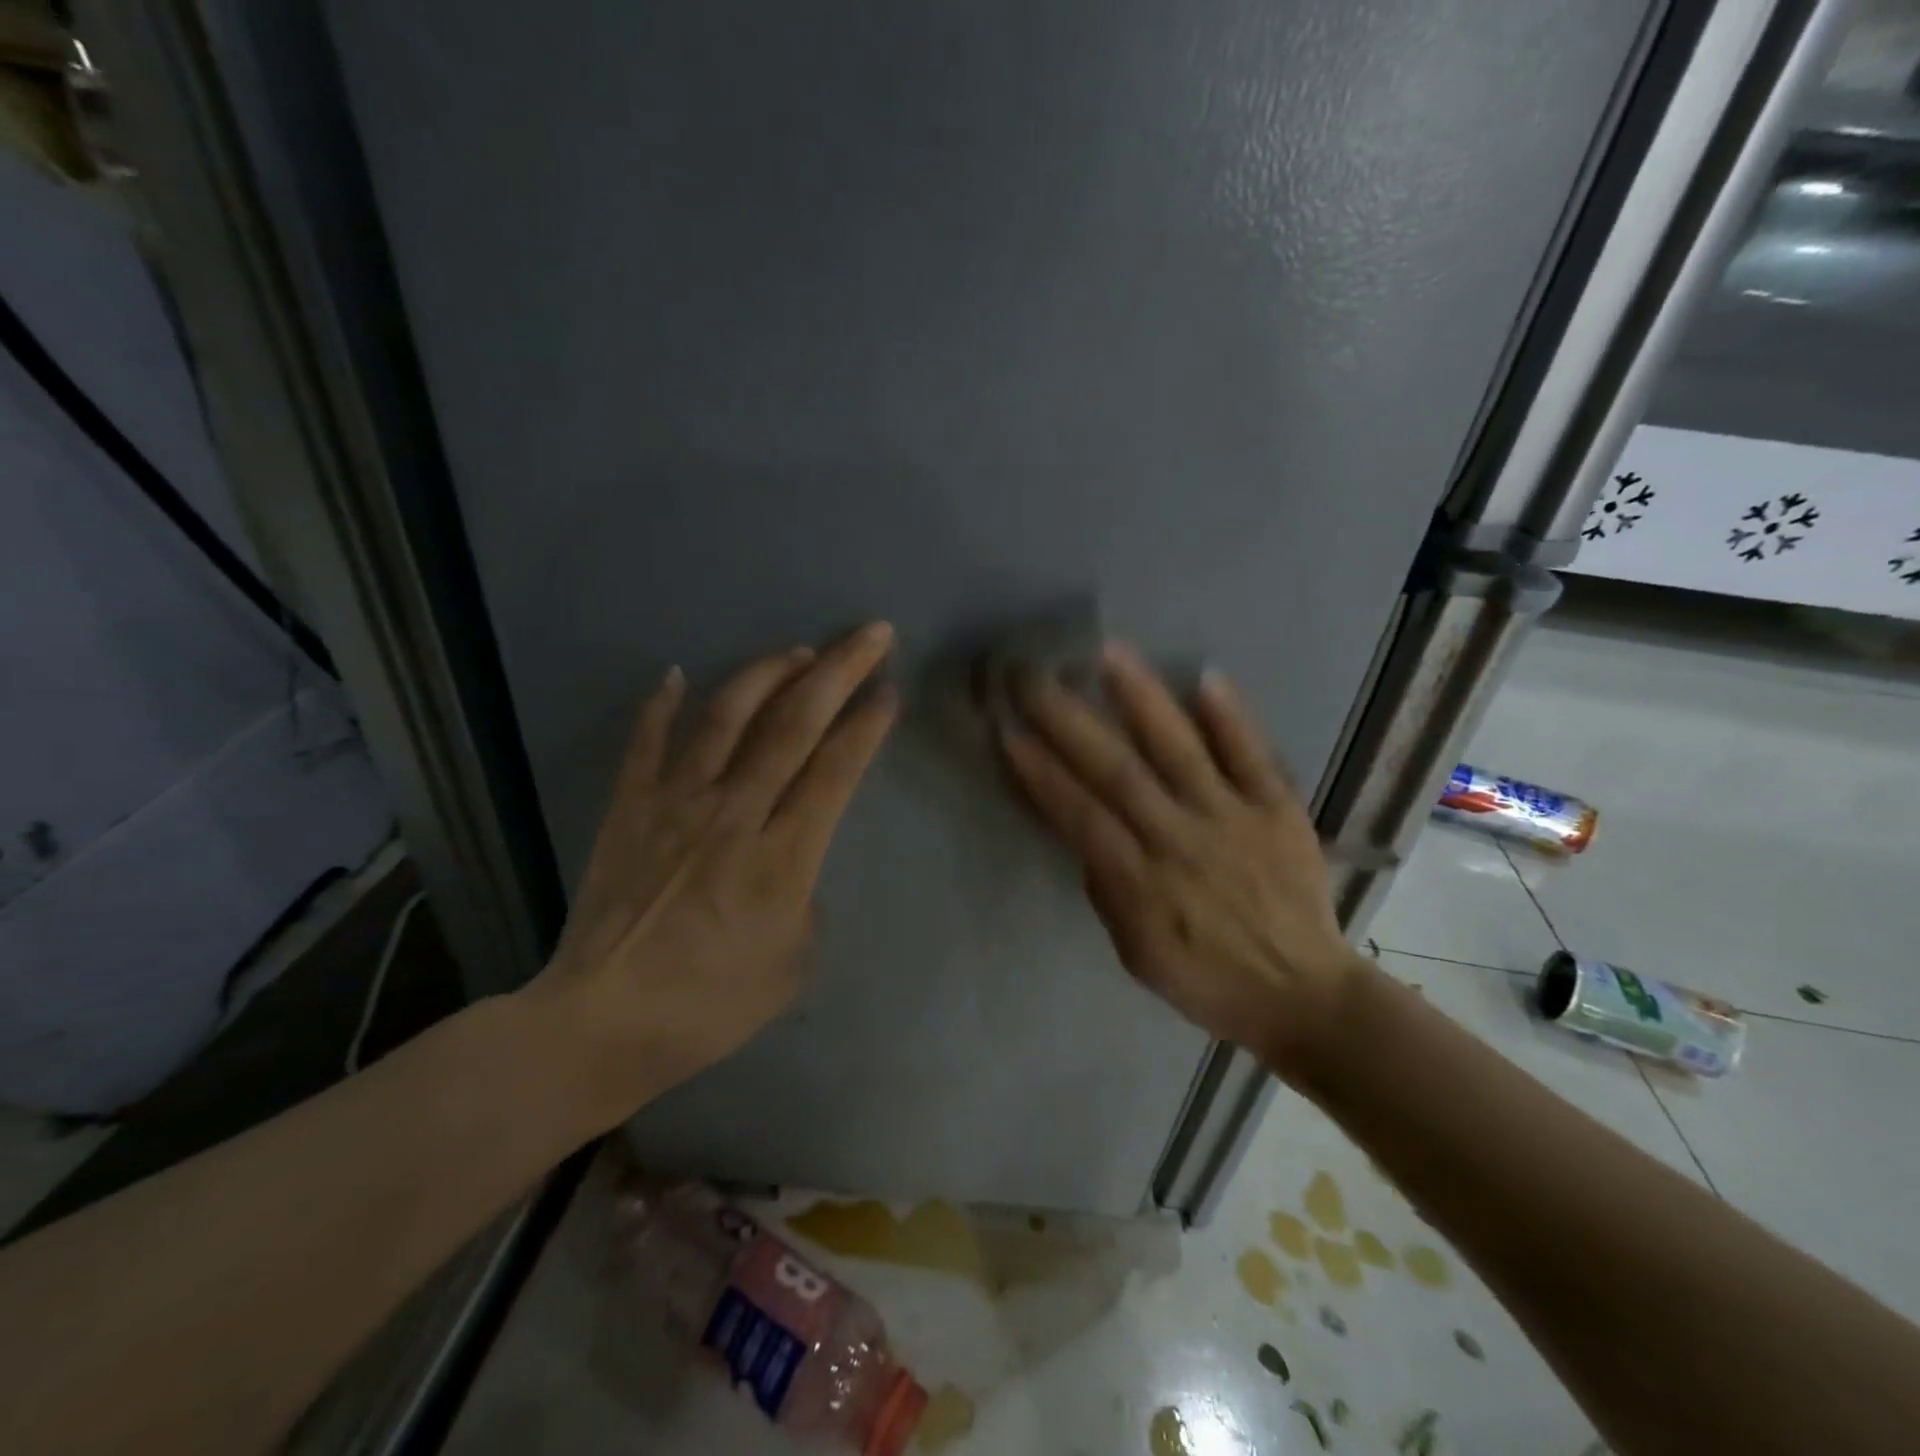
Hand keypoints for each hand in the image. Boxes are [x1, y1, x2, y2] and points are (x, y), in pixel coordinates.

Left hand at [527, 623, 898, 1124]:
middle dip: (839, 671)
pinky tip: (675, 673)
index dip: (867, 724)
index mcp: (783, 856)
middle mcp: (734, 813)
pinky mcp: (629, 809)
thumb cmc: (710, 1004)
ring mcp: (676, 804)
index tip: (889, 690)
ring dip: (767, 673)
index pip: (836, 769)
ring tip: (797, 650)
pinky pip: (646, 744)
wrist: (603, 1023)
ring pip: (727, 717)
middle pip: (794, 725)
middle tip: (870, 633)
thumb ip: (804, 900)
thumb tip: (790, 862)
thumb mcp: (791, 964)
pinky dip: (660, 704)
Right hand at [999, 642, 1358, 1079]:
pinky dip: (1230, 717)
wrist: (1304, 994)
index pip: (1080, 815)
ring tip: (1110, 652)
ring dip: (1143, 699)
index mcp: (1142, 883)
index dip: (1041, 772)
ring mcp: (1234, 819)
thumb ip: (1108, 889)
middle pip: (1118, 771)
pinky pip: (1253, 756)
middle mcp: (1182, 840)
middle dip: (1069, 721)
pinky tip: (1205, 675)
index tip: (1008, 729)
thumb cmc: (1207, 979)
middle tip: (1034, 676)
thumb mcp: (1136, 954)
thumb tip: (1089, 830)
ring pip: (1180, 750)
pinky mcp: (1278, 810)